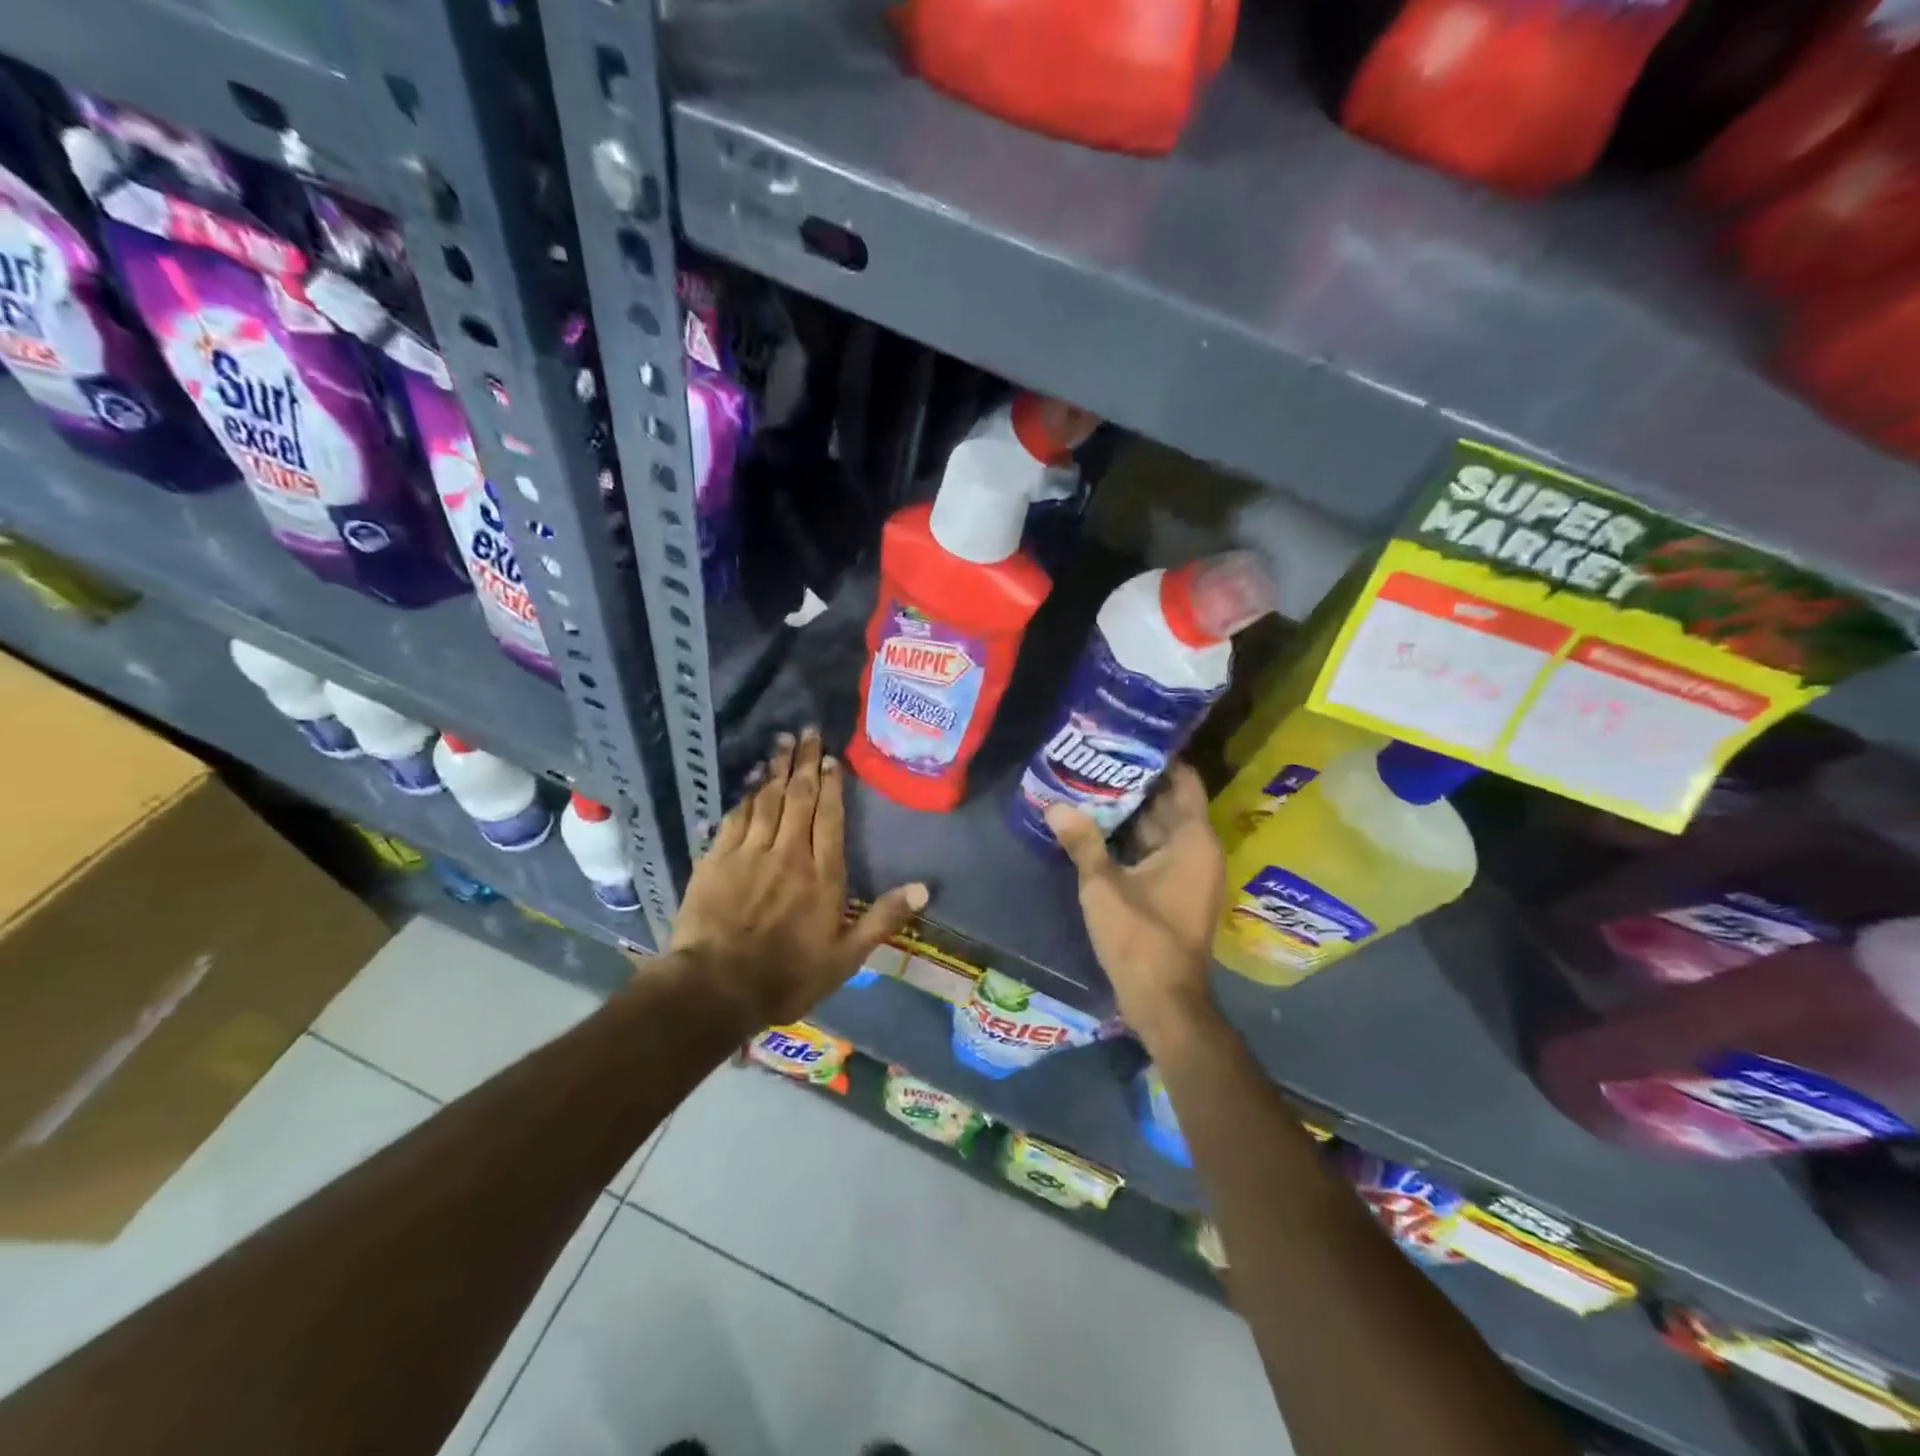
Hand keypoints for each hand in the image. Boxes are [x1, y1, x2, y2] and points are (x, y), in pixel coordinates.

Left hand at [666, 728, 928, 1027]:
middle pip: (799, 798)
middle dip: (805, 763)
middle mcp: (789, 854)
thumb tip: (924, 888)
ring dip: (777, 769)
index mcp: (823, 875)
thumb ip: (883, 919)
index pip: (830, 818)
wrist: (715, 988)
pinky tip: (752, 779)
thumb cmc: (787, 977)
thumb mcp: (845, 958)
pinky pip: (735, 816)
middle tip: (808, 732)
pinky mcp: (717, 859)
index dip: (832, 786)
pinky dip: (746, 794)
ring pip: (767, 799)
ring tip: (784, 742)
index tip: (832, 759)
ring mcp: (750, 853)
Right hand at [1046, 764, 1224, 1048]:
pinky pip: (1157, 850)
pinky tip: (1100, 826)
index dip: (1161, 758)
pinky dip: (1134, 838)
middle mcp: (1199, 850)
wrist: (1164, 1000)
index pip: (1183, 782)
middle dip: (1138, 782)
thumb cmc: (1141, 937)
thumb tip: (1055, 805)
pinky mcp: (1177, 890)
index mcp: (1193, 840)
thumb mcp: (1103, 886)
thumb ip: (1081, 842)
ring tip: (1093, 784)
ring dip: (1133, 811)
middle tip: (1100, 757)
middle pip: (1170, 803)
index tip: (1129, 738)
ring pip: (1161, 828)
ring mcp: (1190, 872)